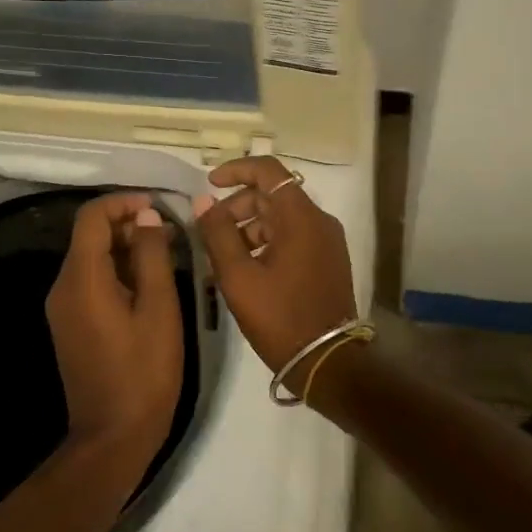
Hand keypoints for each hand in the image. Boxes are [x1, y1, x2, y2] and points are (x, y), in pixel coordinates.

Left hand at [45, 192, 184, 460]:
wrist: (113, 436)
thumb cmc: (144, 371)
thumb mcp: (158, 308)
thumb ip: (152, 255)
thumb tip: (146, 216)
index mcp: (82, 279)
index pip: (92, 218)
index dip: (123, 203)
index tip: (157, 207)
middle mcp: (63, 287)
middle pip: (89, 236)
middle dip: (128, 225)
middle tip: (171, 233)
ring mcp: (64, 308)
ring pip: (92, 258)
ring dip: (126, 248)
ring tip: (167, 254)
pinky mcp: (71, 324)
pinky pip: (91, 281)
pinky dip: (118, 270)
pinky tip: (149, 282)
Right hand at [194, 156, 356, 374]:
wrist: (327, 362)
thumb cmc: (280, 317)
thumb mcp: (239, 277)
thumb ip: (218, 234)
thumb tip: (203, 201)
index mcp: (301, 217)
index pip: (269, 171)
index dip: (236, 170)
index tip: (209, 184)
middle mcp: (319, 221)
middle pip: (273, 195)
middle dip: (238, 206)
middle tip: (210, 231)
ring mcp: (327, 241)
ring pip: (282, 217)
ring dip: (250, 227)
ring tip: (223, 256)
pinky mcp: (328, 259)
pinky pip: (294, 236)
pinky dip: (267, 241)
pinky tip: (246, 268)